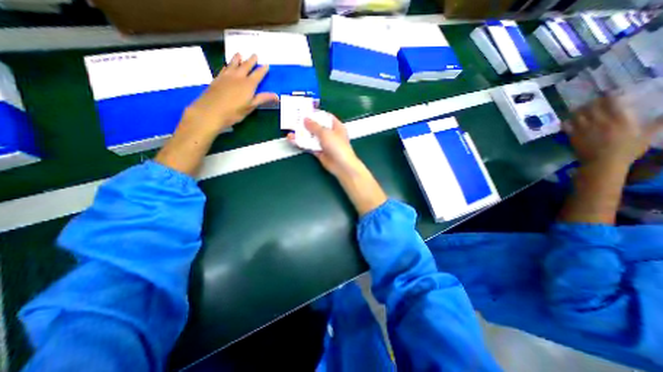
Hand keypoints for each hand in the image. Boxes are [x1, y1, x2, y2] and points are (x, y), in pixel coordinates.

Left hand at [184, 53, 276, 132]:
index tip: (267, 65)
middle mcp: (238, 77)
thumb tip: (277, 96)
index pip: (258, 75)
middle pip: (245, 66)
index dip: (263, 70)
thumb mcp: (251, 106)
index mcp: (248, 84)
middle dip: (251, 60)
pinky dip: (228, 65)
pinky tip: (227, 66)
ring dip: (237, 59)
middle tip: (255, 54)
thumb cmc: (234, 111)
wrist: (211, 111)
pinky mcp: (217, 79)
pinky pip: (224, 68)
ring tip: (239, 54)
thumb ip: (263, 99)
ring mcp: (226, 76)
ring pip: (233, 64)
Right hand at [288, 115, 385, 214]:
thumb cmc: (337, 146)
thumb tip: (305, 119)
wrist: (341, 165)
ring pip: (312, 137)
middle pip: (317, 127)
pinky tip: (293, 139)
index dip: (316, 114)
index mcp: (336, 126)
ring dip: (302, 134)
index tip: (305, 111)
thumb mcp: (325, 133)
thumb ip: (314, 126)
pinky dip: (302, 143)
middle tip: (294, 120)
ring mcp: (324, 143)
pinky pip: (310, 146)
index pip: (326, 116)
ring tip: (290, 129)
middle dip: (306, 124)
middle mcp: (330, 134)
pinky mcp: (319, 152)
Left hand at [564, 96, 661, 168]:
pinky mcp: (573, 136)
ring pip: (577, 114)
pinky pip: (566, 125)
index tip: (609, 93)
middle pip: (591, 107)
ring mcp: (583, 129)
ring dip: (578, 110)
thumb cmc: (627, 150)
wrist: (602, 163)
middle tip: (593, 101)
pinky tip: (568, 120)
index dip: (609, 96)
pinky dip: (566, 121)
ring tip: (580, 108)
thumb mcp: (647, 136)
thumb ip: (657, 123)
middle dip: (592, 102)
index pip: (612, 102)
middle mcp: (599, 121)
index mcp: (619, 119)